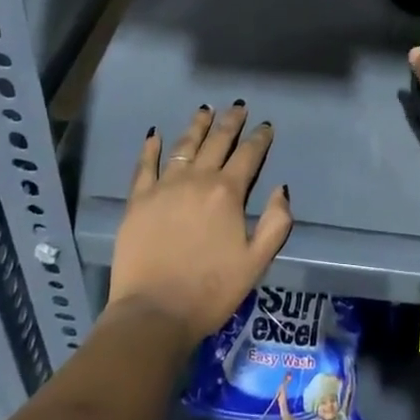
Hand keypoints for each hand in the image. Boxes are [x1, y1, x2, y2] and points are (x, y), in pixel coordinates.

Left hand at [107, 102, 292, 348]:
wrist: (154, 313)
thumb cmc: (211, 291)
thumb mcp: (257, 262)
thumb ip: (277, 222)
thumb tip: (281, 188)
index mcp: (228, 193)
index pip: (248, 155)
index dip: (259, 138)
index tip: (266, 126)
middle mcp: (197, 180)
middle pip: (217, 142)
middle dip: (230, 122)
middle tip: (238, 106)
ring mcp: (164, 187)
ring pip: (184, 146)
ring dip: (197, 126)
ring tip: (205, 110)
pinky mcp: (138, 200)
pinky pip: (145, 166)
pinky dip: (151, 148)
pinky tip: (155, 135)